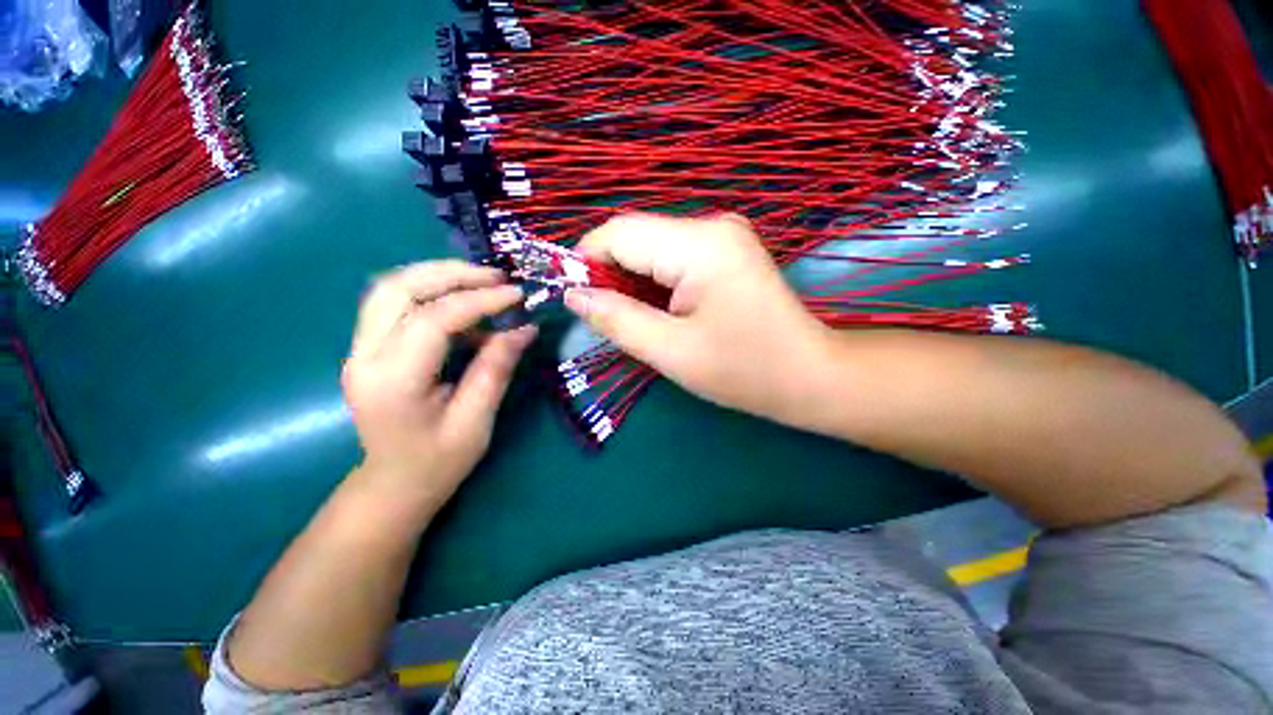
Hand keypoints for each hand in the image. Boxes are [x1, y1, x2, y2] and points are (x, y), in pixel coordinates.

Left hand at [341, 261, 535, 506]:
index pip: (432, 319)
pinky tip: (466, 308)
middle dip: (451, 274)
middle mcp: (364, 356)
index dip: (479, 300)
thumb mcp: (475, 421)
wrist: (393, 484)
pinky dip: (433, 295)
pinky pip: (397, 304)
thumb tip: (525, 328)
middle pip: (398, 288)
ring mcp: (360, 349)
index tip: (516, 295)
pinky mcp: (369, 347)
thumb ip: (496, 369)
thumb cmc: (437, 462)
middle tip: (496, 277)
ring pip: (392, 288)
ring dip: (439, 277)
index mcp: (392, 381)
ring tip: (484, 283)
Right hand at [565, 213, 829, 423]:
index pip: (619, 233)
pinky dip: (657, 283)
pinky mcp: (727, 250)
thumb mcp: (670, 351)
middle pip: (636, 238)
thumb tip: (573, 295)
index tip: (577, 301)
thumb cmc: (743, 370)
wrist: (808, 375)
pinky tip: (665, 312)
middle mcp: (711, 225)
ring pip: (652, 249)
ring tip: (642, 321)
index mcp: (699, 244)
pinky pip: (673, 257)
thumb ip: (616, 318)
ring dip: (634, 282)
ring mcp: (723, 235)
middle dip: (612, 276)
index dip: (586, 263)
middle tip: (612, 320)